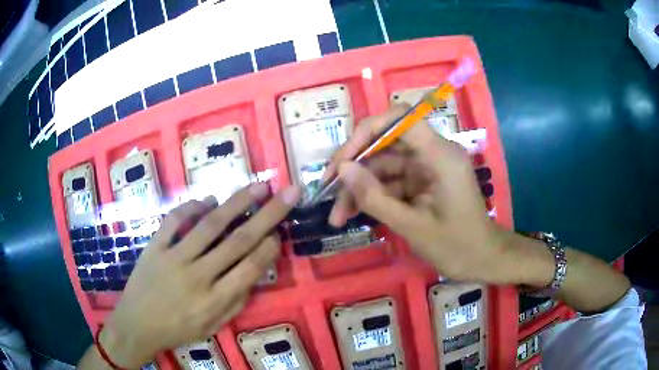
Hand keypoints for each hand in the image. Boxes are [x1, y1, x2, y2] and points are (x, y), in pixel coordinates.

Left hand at [100, 183, 299, 367]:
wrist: (137, 325)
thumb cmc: (177, 329)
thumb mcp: (212, 327)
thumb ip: (235, 303)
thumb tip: (254, 275)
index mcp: (214, 300)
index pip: (249, 268)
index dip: (269, 247)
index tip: (280, 231)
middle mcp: (197, 276)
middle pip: (238, 241)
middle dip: (267, 215)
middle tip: (287, 193)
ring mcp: (173, 258)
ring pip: (209, 226)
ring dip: (236, 203)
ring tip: (257, 186)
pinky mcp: (154, 247)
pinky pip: (174, 221)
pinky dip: (192, 207)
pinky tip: (208, 200)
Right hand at [325, 106, 516, 283]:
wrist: (483, 261)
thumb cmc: (457, 246)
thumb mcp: (412, 226)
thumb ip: (375, 197)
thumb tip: (342, 169)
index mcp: (439, 155)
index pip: (400, 118)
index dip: (367, 130)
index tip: (343, 159)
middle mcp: (432, 153)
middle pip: (385, 143)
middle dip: (355, 166)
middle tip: (327, 190)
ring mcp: (426, 168)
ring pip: (383, 166)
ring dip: (359, 188)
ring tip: (336, 216)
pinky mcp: (422, 182)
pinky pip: (391, 182)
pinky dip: (372, 196)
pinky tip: (353, 215)